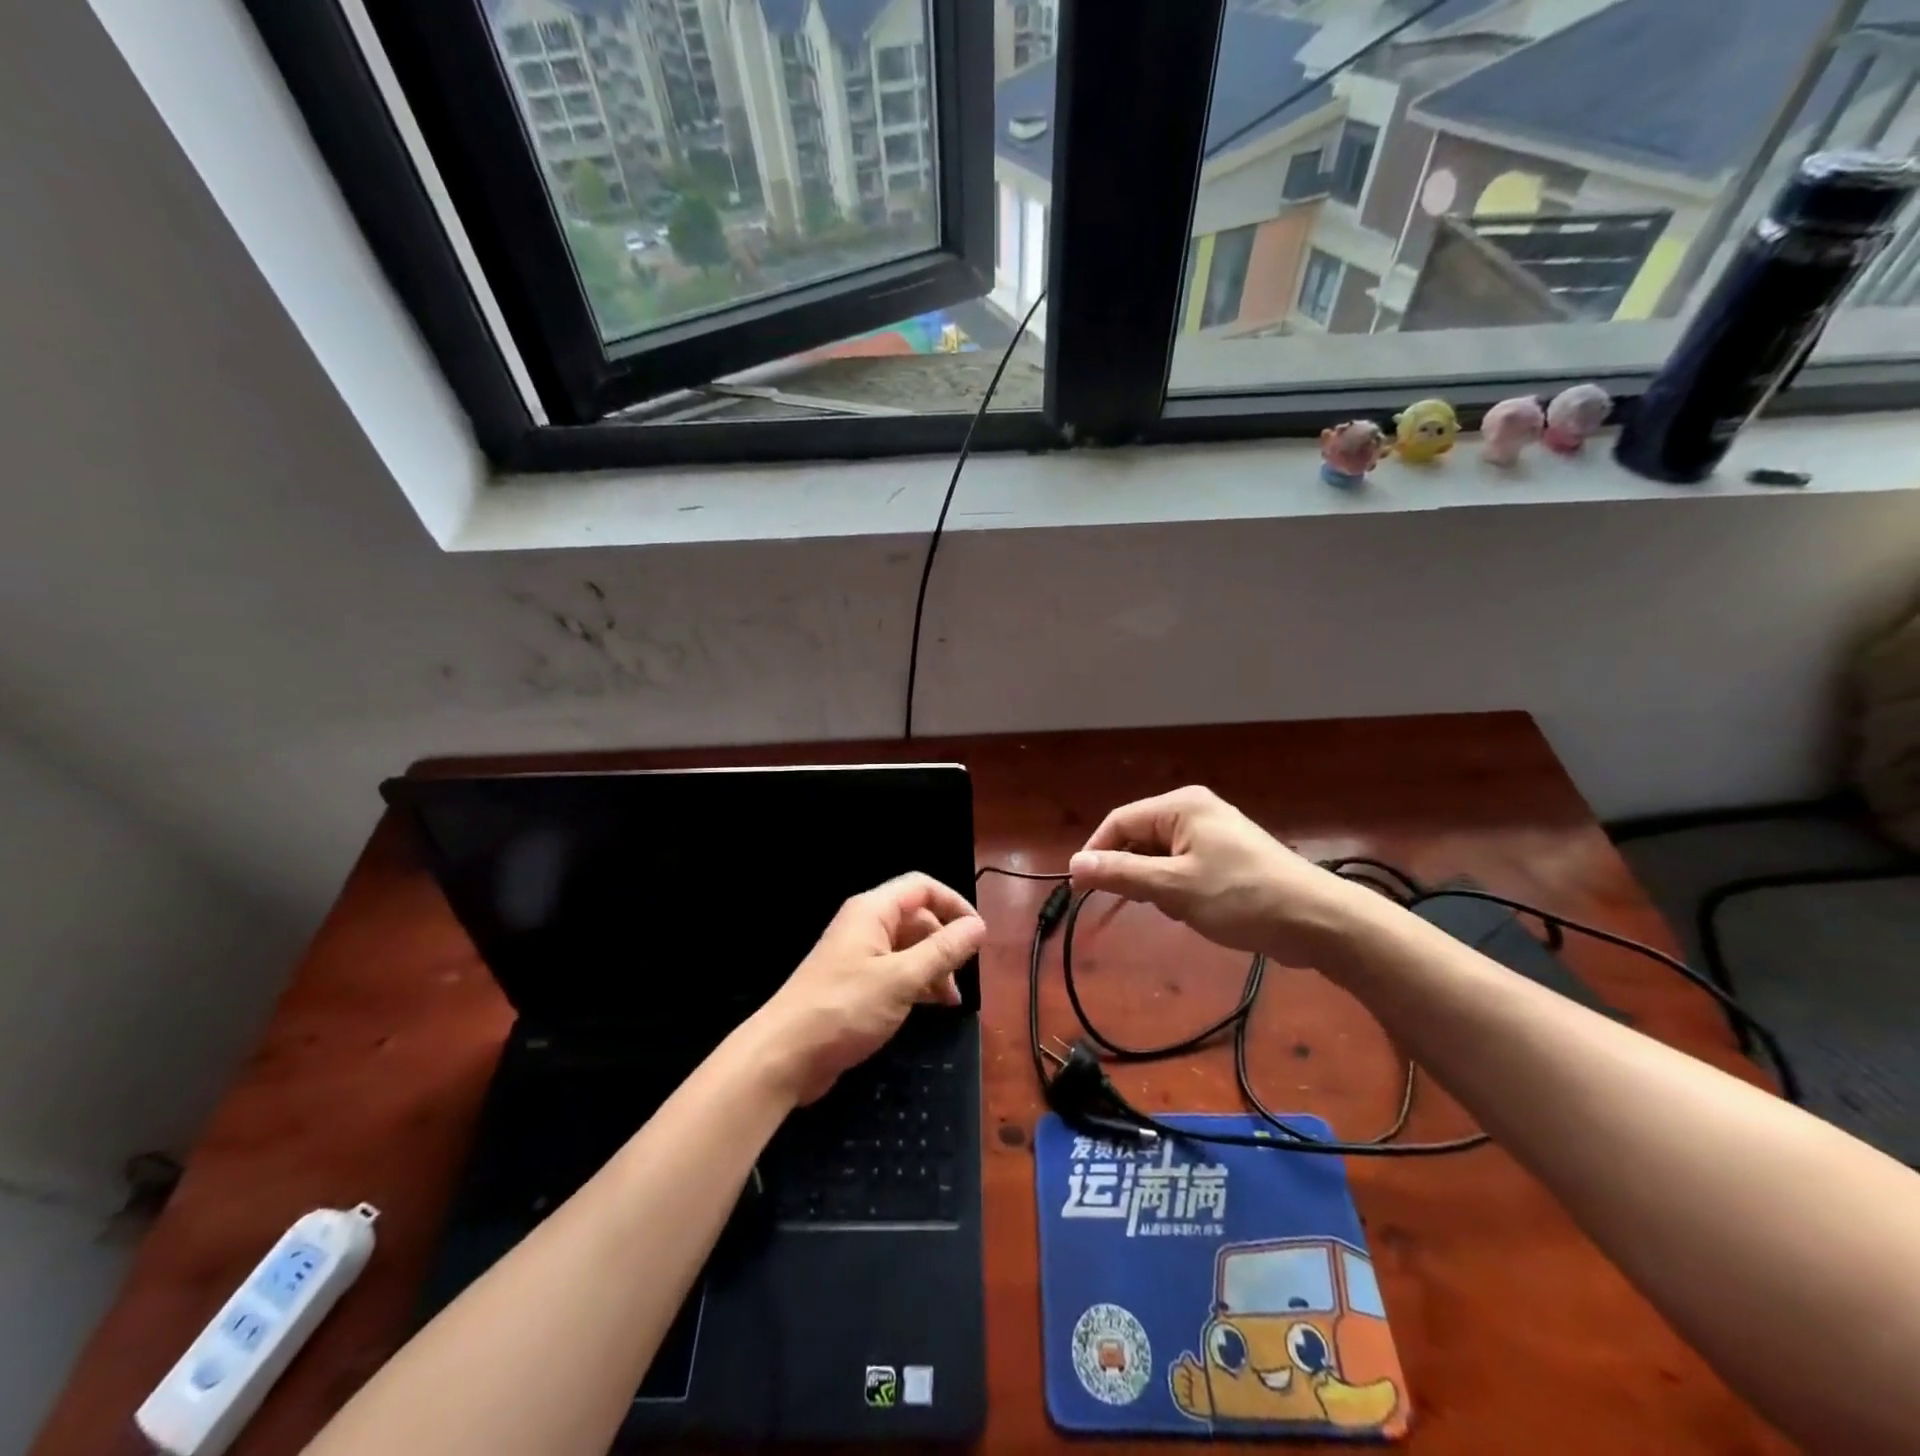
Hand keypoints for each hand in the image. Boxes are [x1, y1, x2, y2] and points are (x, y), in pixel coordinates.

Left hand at [752, 873, 986, 1105]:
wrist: (784, 1056)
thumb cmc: (844, 1008)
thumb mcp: (902, 979)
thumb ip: (943, 951)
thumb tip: (979, 926)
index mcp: (873, 912)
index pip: (922, 888)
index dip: (954, 904)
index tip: (979, 934)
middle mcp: (865, 926)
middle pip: (917, 918)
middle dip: (945, 942)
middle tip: (964, 975)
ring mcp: (858, 955)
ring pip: (908, 948)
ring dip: (933, 967)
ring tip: (951, 1000)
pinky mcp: (854, 984)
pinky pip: (894, 972)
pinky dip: (916, 983)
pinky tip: (929, 1007)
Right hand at [1069, 786, 1375, 965]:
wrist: (1318, 922)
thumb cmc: (1241, 897)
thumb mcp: (1174, 887)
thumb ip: (1121, 873)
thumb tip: (1074, 864)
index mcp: (1181, 806)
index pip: (1119, 822)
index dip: (1096, 854)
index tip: (1081, 889)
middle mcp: (1195, 810)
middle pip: (1139, 838)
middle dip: (1135, 874)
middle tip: (1145, 905)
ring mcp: (1214, 833)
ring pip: (1160, 857)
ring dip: (1159, 886)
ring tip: (1181, 909)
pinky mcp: (1228, 856)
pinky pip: (1184, 867)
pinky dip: (1180, 889)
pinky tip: (1197, 910)